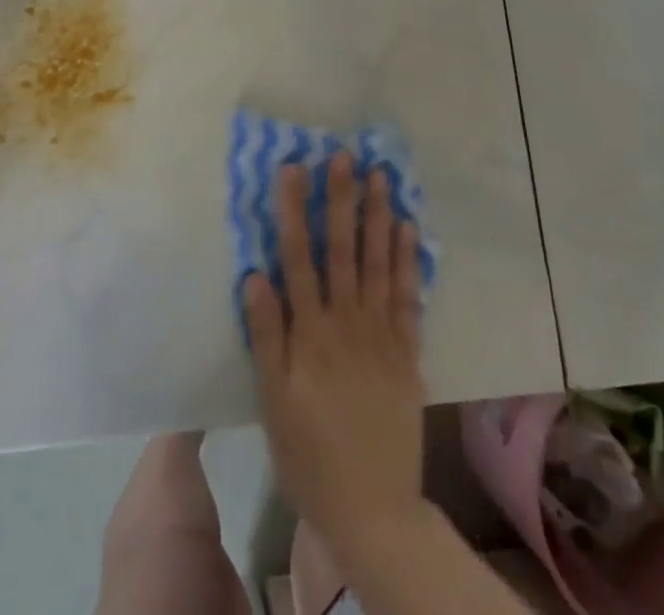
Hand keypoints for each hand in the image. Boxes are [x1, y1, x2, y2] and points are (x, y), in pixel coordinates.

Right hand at [244, 151, 427, 558]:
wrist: (373, 507)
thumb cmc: (309, 454)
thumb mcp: (273, 402)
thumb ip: (266, 336)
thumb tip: (255, 275)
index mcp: (311, 333)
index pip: (299, 258)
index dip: (295, 211)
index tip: (294, 169)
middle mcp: (348, 322)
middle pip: (343, 250)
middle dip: (342, 199)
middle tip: (344, 155)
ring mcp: (382, 334)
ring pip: (379, 263)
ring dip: (379, 216)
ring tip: (380, 176)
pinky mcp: (407, 351)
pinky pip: (409, 297)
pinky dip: (408, 260)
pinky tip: (408, 229)